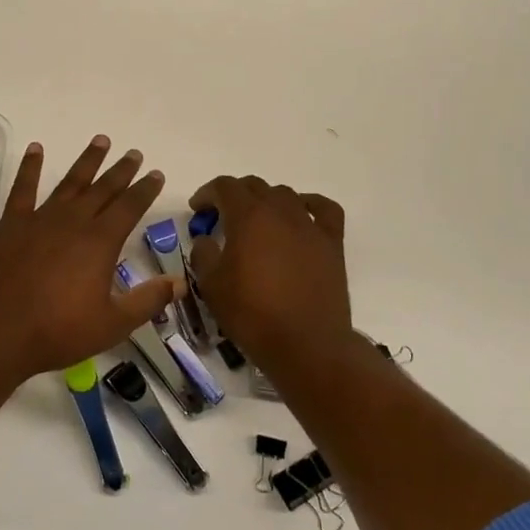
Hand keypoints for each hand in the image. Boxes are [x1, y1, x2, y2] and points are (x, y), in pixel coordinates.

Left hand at [0, 137, 178, 383]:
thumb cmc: (58, 331)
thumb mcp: (112, 324)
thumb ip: (148, 301)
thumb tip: (180, 283)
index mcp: (100, 242)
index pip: (130, 206)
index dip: (145, 189)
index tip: (156, 174)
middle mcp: (73, 221)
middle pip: (103, 189)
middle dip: (122, 170)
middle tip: (134, 153)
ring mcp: (40, 219)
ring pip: (70, 182)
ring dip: (88, 161)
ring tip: (101, 140)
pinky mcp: (12, 224)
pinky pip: (24, 188)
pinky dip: (30, 167)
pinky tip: (36, 149)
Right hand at [188, 176, 357, 373]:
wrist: (306, 344)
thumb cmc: (252, 314)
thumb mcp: (211, 285)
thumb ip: (203, 253)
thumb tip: (207, 238)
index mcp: (248, 216)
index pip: (224, 186)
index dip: (207, 193)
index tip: (198, 210)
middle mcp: (280, 211)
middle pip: (254, 186)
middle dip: (233, 195)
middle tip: (221, 218)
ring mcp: (310, 225)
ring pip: (285, 194)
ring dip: (266, 201)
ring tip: (257, 222)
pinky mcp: (332, 242)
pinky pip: (324, 209)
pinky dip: (309, 204)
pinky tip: (301, 215)